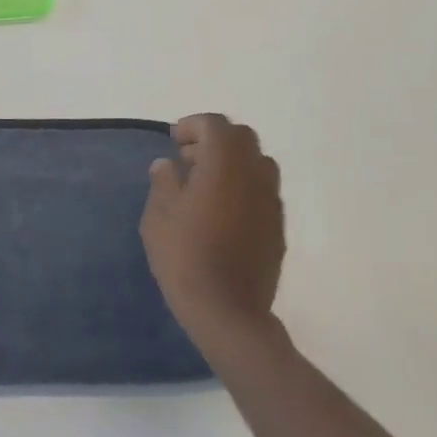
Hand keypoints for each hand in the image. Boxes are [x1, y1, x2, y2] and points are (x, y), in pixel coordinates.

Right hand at [140, 114, 285, 343]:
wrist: (228, 311)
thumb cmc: (184, 258)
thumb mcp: (158, 217)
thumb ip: (164, 183)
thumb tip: (168, 165)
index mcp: (224, 166)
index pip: (216, 125)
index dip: (193, 125)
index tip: (174, 141)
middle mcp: (254, 176)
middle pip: (242, 137)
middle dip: (215, 139)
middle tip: (188, 158)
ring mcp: (271, 202)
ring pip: (258, 162)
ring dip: (233, 161)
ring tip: (205, 184)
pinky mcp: (278, 227)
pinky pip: (263, 190)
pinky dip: (243, 185)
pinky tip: (221, 210)